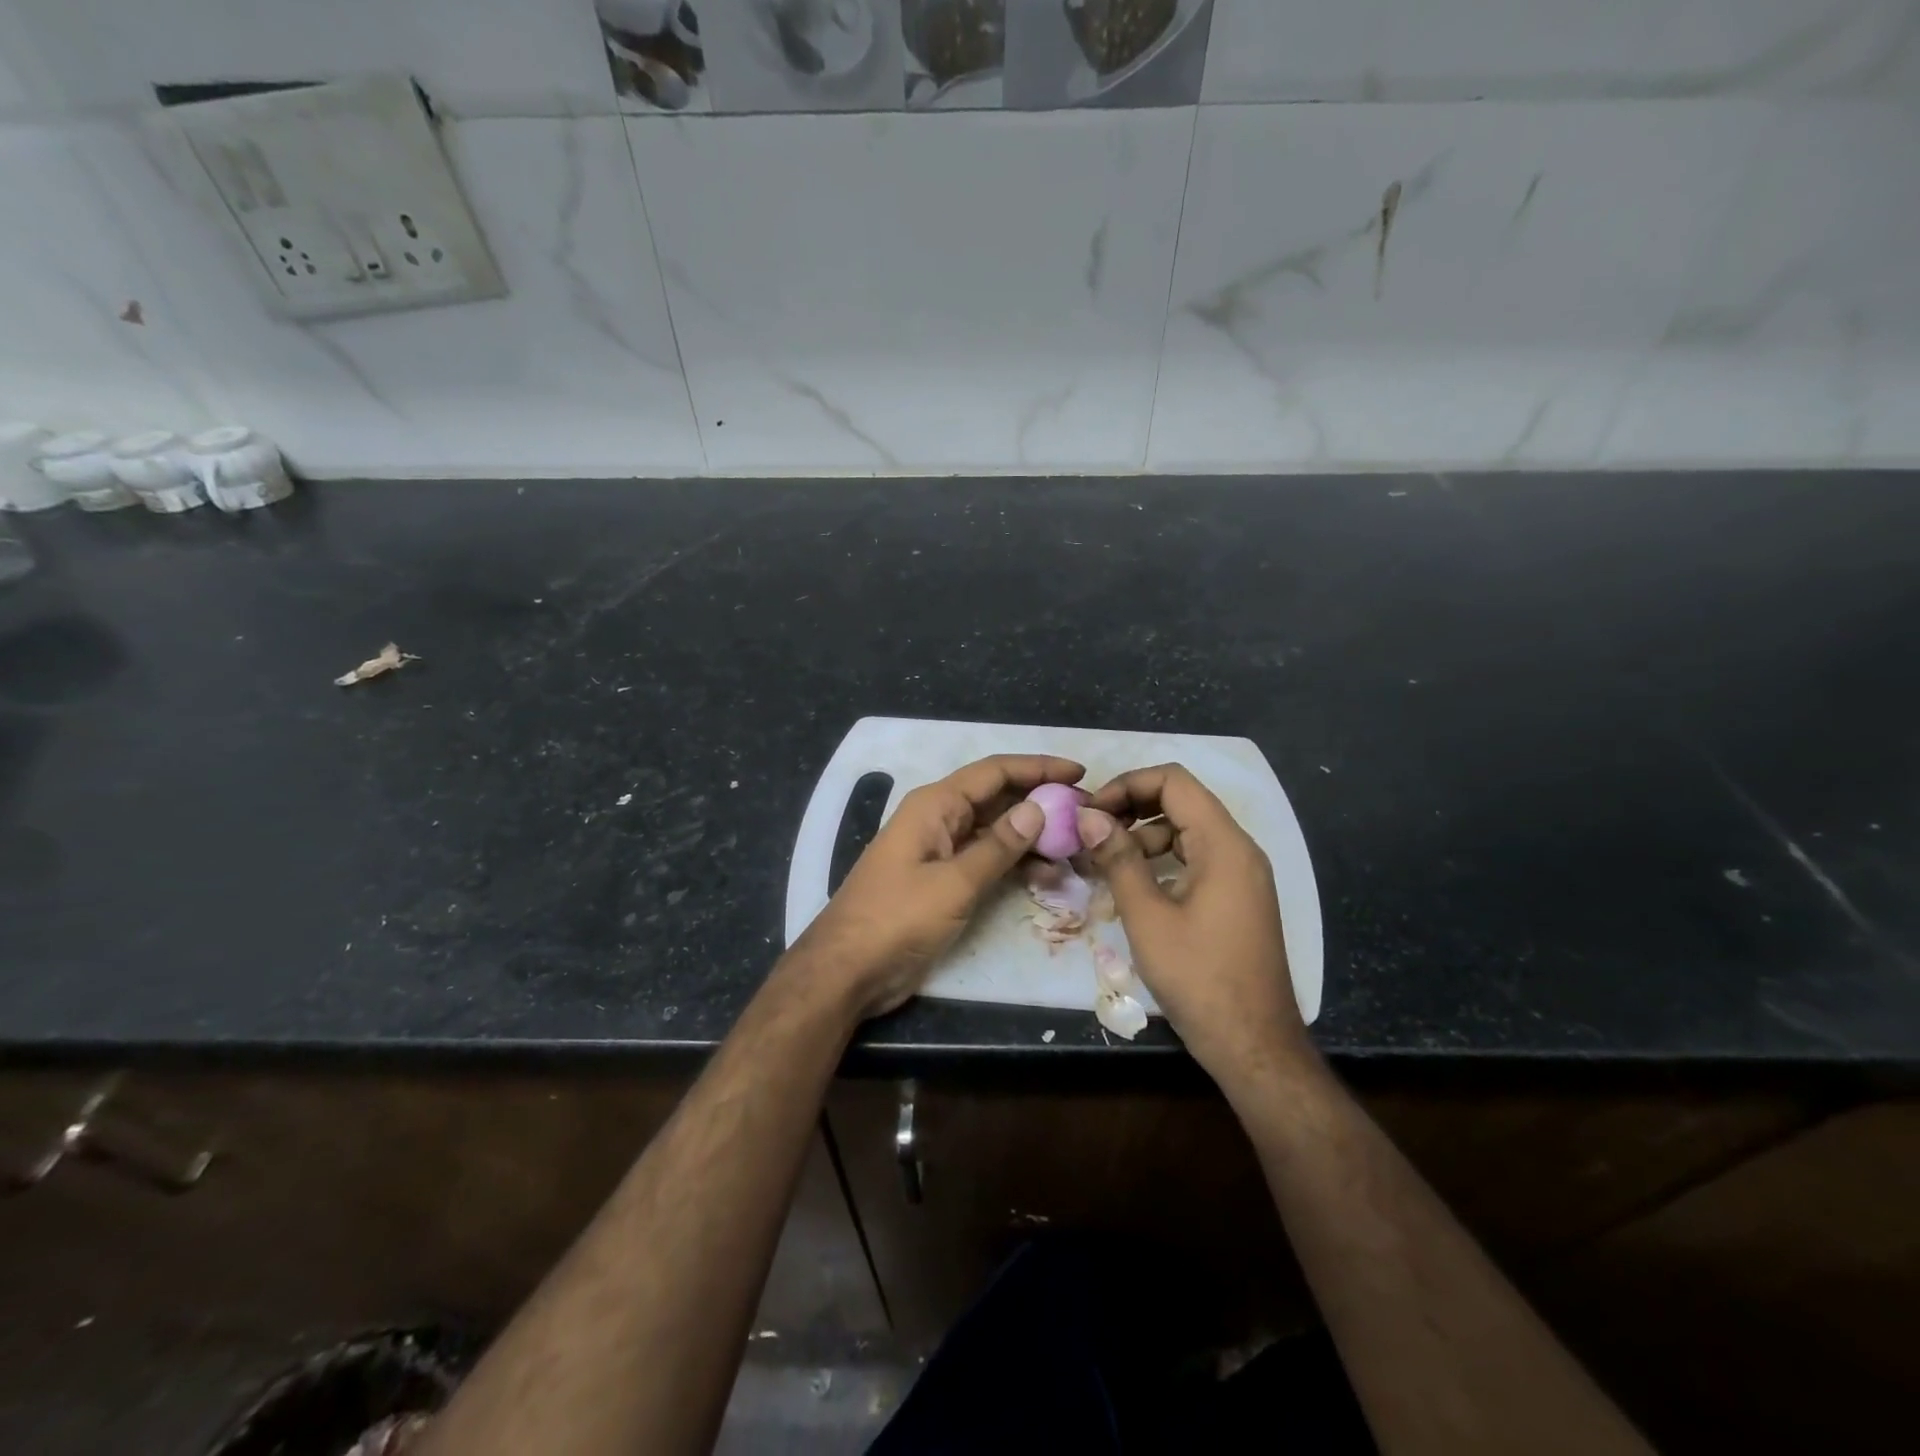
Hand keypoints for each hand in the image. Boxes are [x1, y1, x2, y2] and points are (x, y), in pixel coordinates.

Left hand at [793, 754, 1084, 1017]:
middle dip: (1041, 802)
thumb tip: (1037, 809)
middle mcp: (939, 819)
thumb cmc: (896, 919)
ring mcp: (940, 850)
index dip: (1038, 767)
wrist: (847, 970)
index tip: (1080, 772)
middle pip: (997, 798)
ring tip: (1075, 848)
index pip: (994, 772)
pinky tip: (1046, 876)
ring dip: (1032, 836)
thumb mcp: (953, 884)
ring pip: (994, 830)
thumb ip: (997, 847)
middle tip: (1086, 814)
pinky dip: (1014, 863)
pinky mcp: (942, 880)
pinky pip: (985, 859)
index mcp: (935, 805)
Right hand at [1077, 764, 1310, 1089]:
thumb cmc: (1199, 978)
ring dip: (1143, 836)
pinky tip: (1131, 884)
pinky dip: (1161, 861)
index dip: (1127, 785)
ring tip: (1102, 860)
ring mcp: (1241, 875)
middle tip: (1089, 831)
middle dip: (1131, 808)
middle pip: (1181, 802)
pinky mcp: (1236, 898)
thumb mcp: (1147, 917)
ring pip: (1186, 831)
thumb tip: (1088, 816)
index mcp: (1224, 844)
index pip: (1174, 781)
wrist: (1253, 1045)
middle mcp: (1239, 850)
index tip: (1091, 811)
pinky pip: (1195, 859)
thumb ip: (1118, 858)